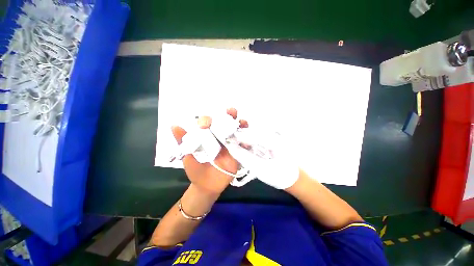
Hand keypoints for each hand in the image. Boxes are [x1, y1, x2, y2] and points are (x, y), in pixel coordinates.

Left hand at [171, 108, 248, 194]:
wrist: (206, 187)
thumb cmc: (196, 170)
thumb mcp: (188, 155)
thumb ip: (183, 141)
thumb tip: (173, 125)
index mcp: (209, 137)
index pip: (211, 123)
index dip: (209, 119)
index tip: (206, 122)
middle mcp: (221, 138)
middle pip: (227, 124)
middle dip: (230, 116)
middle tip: (232, 111)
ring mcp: (230, 146)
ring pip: (237, 132)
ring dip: (241, 126)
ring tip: (242, 123)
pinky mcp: (237, 155)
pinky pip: (244, 146)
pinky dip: (247, 142)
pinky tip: (247, 140)